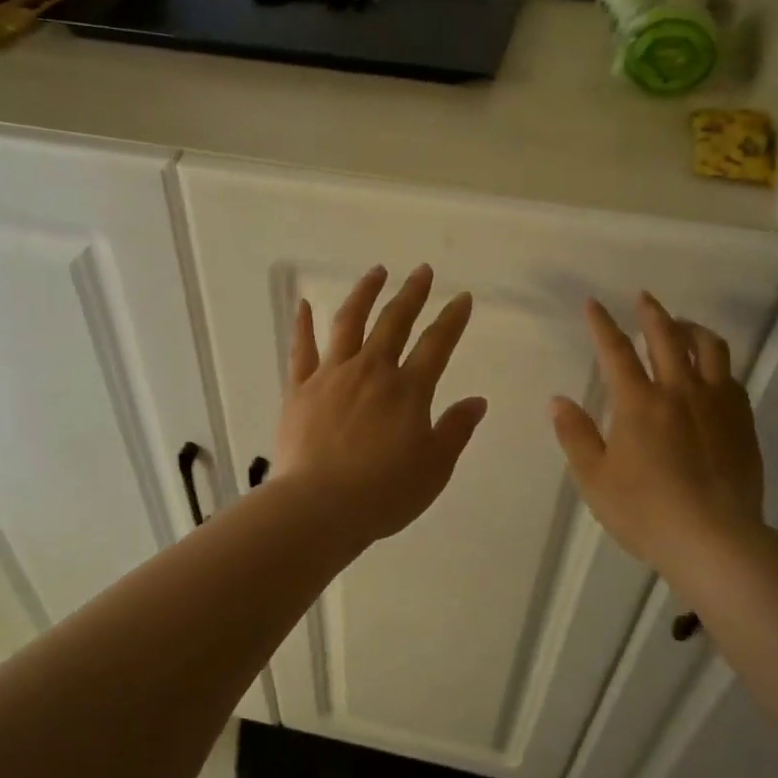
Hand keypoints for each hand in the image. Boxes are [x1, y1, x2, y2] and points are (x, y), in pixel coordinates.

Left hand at [275, 264, 487, 545]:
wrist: (319, 507)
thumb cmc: (384, 493)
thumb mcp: (434, 467)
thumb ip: (456, 430)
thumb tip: (477, 400)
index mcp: (408, 390)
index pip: (437, 344)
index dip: (452, 319)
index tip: (462, 297)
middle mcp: (371, 371)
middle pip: (394, 322)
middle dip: (412, 293)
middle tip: (422, 270)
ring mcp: (332, 376)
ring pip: (349, 323)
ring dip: (364, 293)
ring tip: (376, 272)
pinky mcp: (299, 389)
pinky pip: (301, 349)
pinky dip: (303, 325)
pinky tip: (305, 304)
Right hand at [551, 292, 764, 571]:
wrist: (714, 540)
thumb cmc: (645, 512)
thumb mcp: (595, 479)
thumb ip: (576, 435)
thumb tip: (557, 400)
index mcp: (638, 403)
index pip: (615, 351)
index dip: (602, 324)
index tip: (593, 303)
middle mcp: (679, 391)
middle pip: (667, 337)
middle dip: (652, 313)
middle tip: (643, 298)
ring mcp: (717, 404)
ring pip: (709, 348)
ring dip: (691, 329)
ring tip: (682, 325)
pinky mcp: (742, 421)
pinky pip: (731, 376)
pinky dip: (715, 362)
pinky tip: (710, 370)